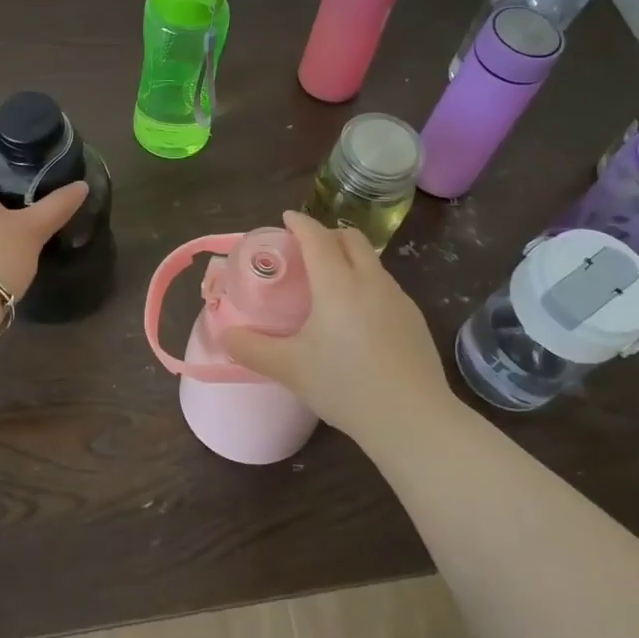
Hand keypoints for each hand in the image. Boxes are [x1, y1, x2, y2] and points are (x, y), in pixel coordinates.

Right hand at [222, 212, 452, 443]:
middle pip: (351, 238)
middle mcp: (370, 280)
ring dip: (350, 259)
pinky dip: (367, 284)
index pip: (316, 237)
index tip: (286, 219)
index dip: (300, 224)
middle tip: (306, 250)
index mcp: (337, 282)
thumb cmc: (345, 385)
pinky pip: (385, 286)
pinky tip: (358, 318)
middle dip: (327, 234)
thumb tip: (224, 334)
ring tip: (331, 284)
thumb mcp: (289, 368)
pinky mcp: (414, 319)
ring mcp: (397, 298)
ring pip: (372, 262)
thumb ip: (252, 348)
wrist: (411, 418)